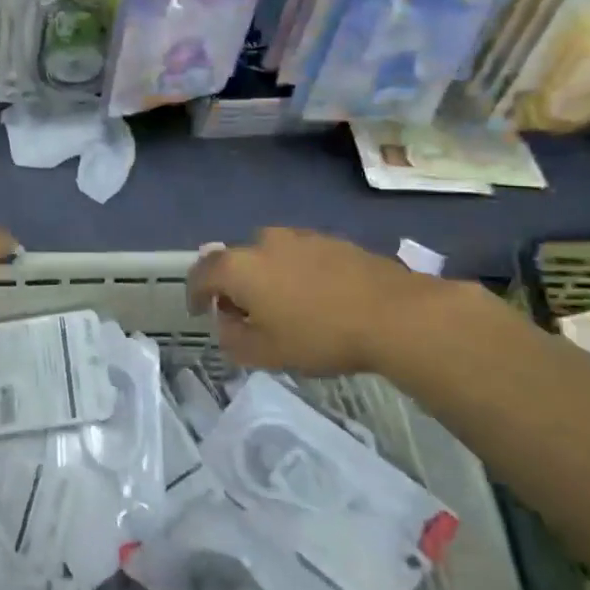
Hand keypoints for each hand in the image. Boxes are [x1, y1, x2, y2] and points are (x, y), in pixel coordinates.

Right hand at [187, 228, 447, 376]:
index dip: (194, 293)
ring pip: (269, 256)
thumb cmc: (319, 336)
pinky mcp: (332, 240)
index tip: (199, 311)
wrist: (395, 314)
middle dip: (232, 286)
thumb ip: (232, 339)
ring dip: (265, 277)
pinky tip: (314, 297)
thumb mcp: (265, 353)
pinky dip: (295, 273)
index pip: (201, 273)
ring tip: (282, 306)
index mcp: (239, 266)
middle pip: (235, 262)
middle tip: (243, 314)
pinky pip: (299, 256)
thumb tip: (226, 322)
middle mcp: (263, 242)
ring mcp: (300, 237)